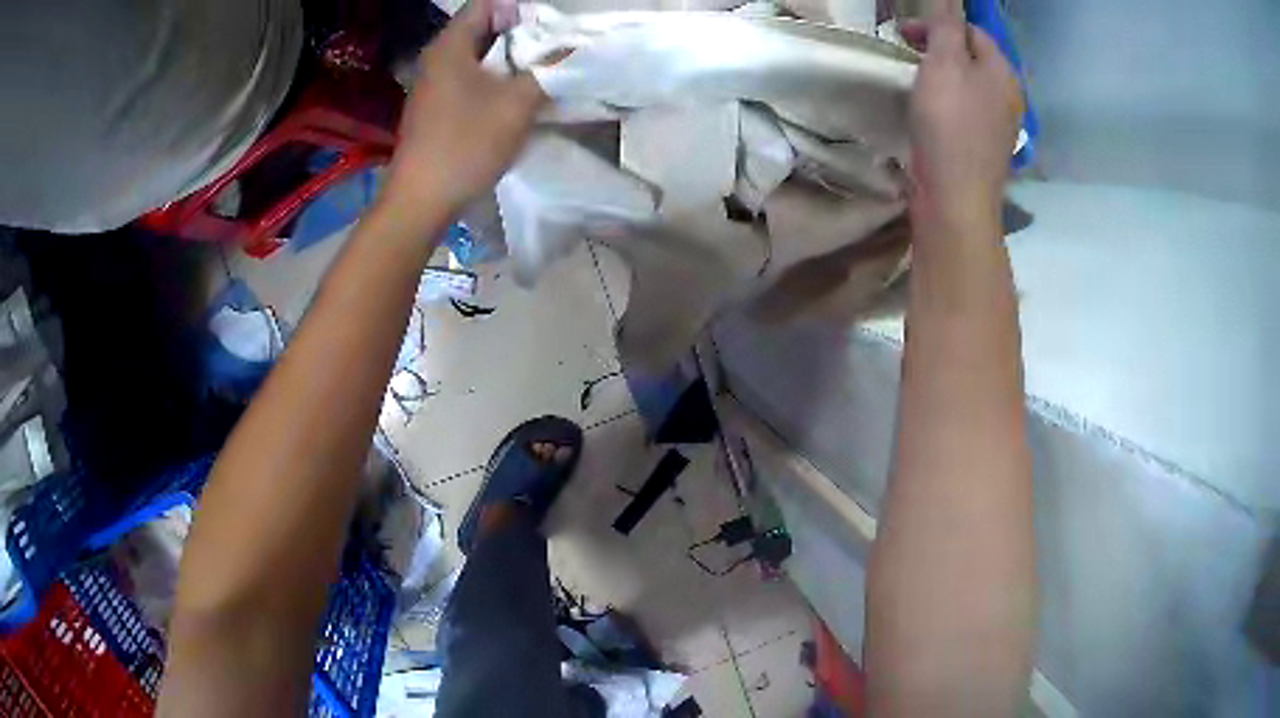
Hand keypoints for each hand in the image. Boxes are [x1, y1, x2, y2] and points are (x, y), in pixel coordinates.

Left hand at [380, 0, 544, 224]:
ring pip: (477, 55)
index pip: (486, 4)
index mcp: (450, 45)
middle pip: (482, 27)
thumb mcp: (517, 104)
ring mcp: (433, 84)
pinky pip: (468, 78)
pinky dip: (493, 78)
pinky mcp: (434, 107)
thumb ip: (547, 70)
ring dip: (509, 58)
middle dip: (520, 32)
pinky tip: (515, 94)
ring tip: (541, 68)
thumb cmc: (466, 144)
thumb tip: (571, 50)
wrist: (420, 200)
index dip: (519, 8)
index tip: (549, 24)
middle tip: (553, 44)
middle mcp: (437, 58)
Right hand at [902, 1, 1019, 236]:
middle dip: (939, 49)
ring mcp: (1000, 126)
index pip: (973, 32)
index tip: (904, 34)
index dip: (939, 26)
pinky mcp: (985, 148)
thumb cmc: (949, 125)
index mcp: (1002, 72)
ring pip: (970, 86)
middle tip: (907, 55)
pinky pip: (968, 112)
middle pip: (973, 58)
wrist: (956, 199)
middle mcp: (1008, 97)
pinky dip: (948, 103)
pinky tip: (930, 113)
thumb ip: (946, 26)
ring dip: (942, 76)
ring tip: (916, 83)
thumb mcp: (943, 64)